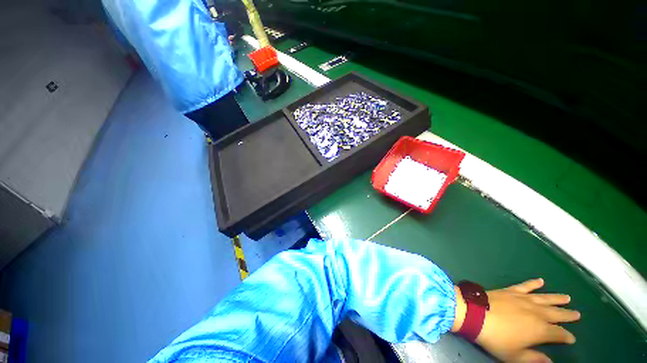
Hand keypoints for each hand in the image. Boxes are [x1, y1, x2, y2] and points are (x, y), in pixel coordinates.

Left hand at [454, 278, 580, 362]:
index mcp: (540, 330)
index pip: (559, 334)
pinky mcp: (510, 291)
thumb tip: (549, 361)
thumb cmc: (496, 338)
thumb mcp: (515, 356)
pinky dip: (533, 283)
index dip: (566, 336)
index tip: (572, 338)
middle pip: (556, 314)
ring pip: (545, 298)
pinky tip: (541, 280)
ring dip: (557, 298)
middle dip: (567, 315)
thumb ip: (534, 358)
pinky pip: (525, 286)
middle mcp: (536, 313)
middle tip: (577, 314)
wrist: (475, 314)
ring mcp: (523, 299)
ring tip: (567, 298)